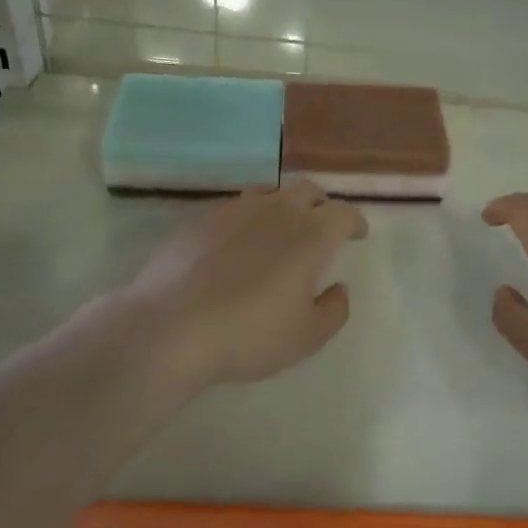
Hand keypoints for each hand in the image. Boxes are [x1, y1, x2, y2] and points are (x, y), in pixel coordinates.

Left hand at [122, 181, 366, 387]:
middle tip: (322, 228)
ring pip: (272, 193)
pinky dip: (251, 217)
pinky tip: (240, 242)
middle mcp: (278, 211)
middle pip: (308, 190)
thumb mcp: (306, 337)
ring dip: (285, 206)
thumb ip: (334, 310)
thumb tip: (339, 288)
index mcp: (311, 235)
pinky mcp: (203, 218)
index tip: (357, 234)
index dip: (355, 221)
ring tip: (281, 231)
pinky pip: (238, 206)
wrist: (169, 326)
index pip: (344, 212)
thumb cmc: (248, 334)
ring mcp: (237, 210)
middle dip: (322, 205)